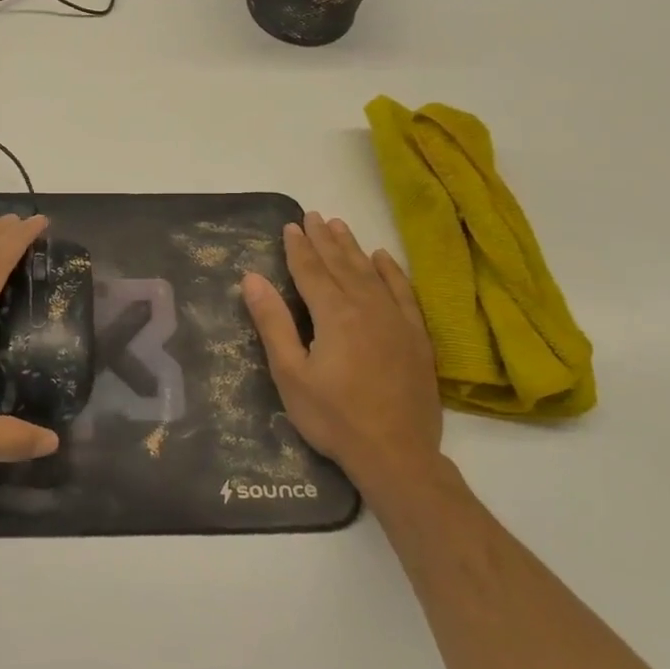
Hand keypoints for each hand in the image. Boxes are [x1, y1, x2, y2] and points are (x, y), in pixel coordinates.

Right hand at [241, 211, 442, 505]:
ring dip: (353, 247)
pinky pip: (403, 292)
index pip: (311, 271)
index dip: (298, 247)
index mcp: (334, 314)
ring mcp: (396, 320)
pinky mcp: (417, 337)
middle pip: (342, 264)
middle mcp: (367, 307)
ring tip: (339, 225)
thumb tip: (252, 278)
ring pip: (371, 272)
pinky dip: (391, 272)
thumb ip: (273, 323)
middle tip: (313, 215)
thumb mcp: (290, 374)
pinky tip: (383, 258)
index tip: (290, 225)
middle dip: (324, 239)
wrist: (396, 453)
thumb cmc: (333, 417)